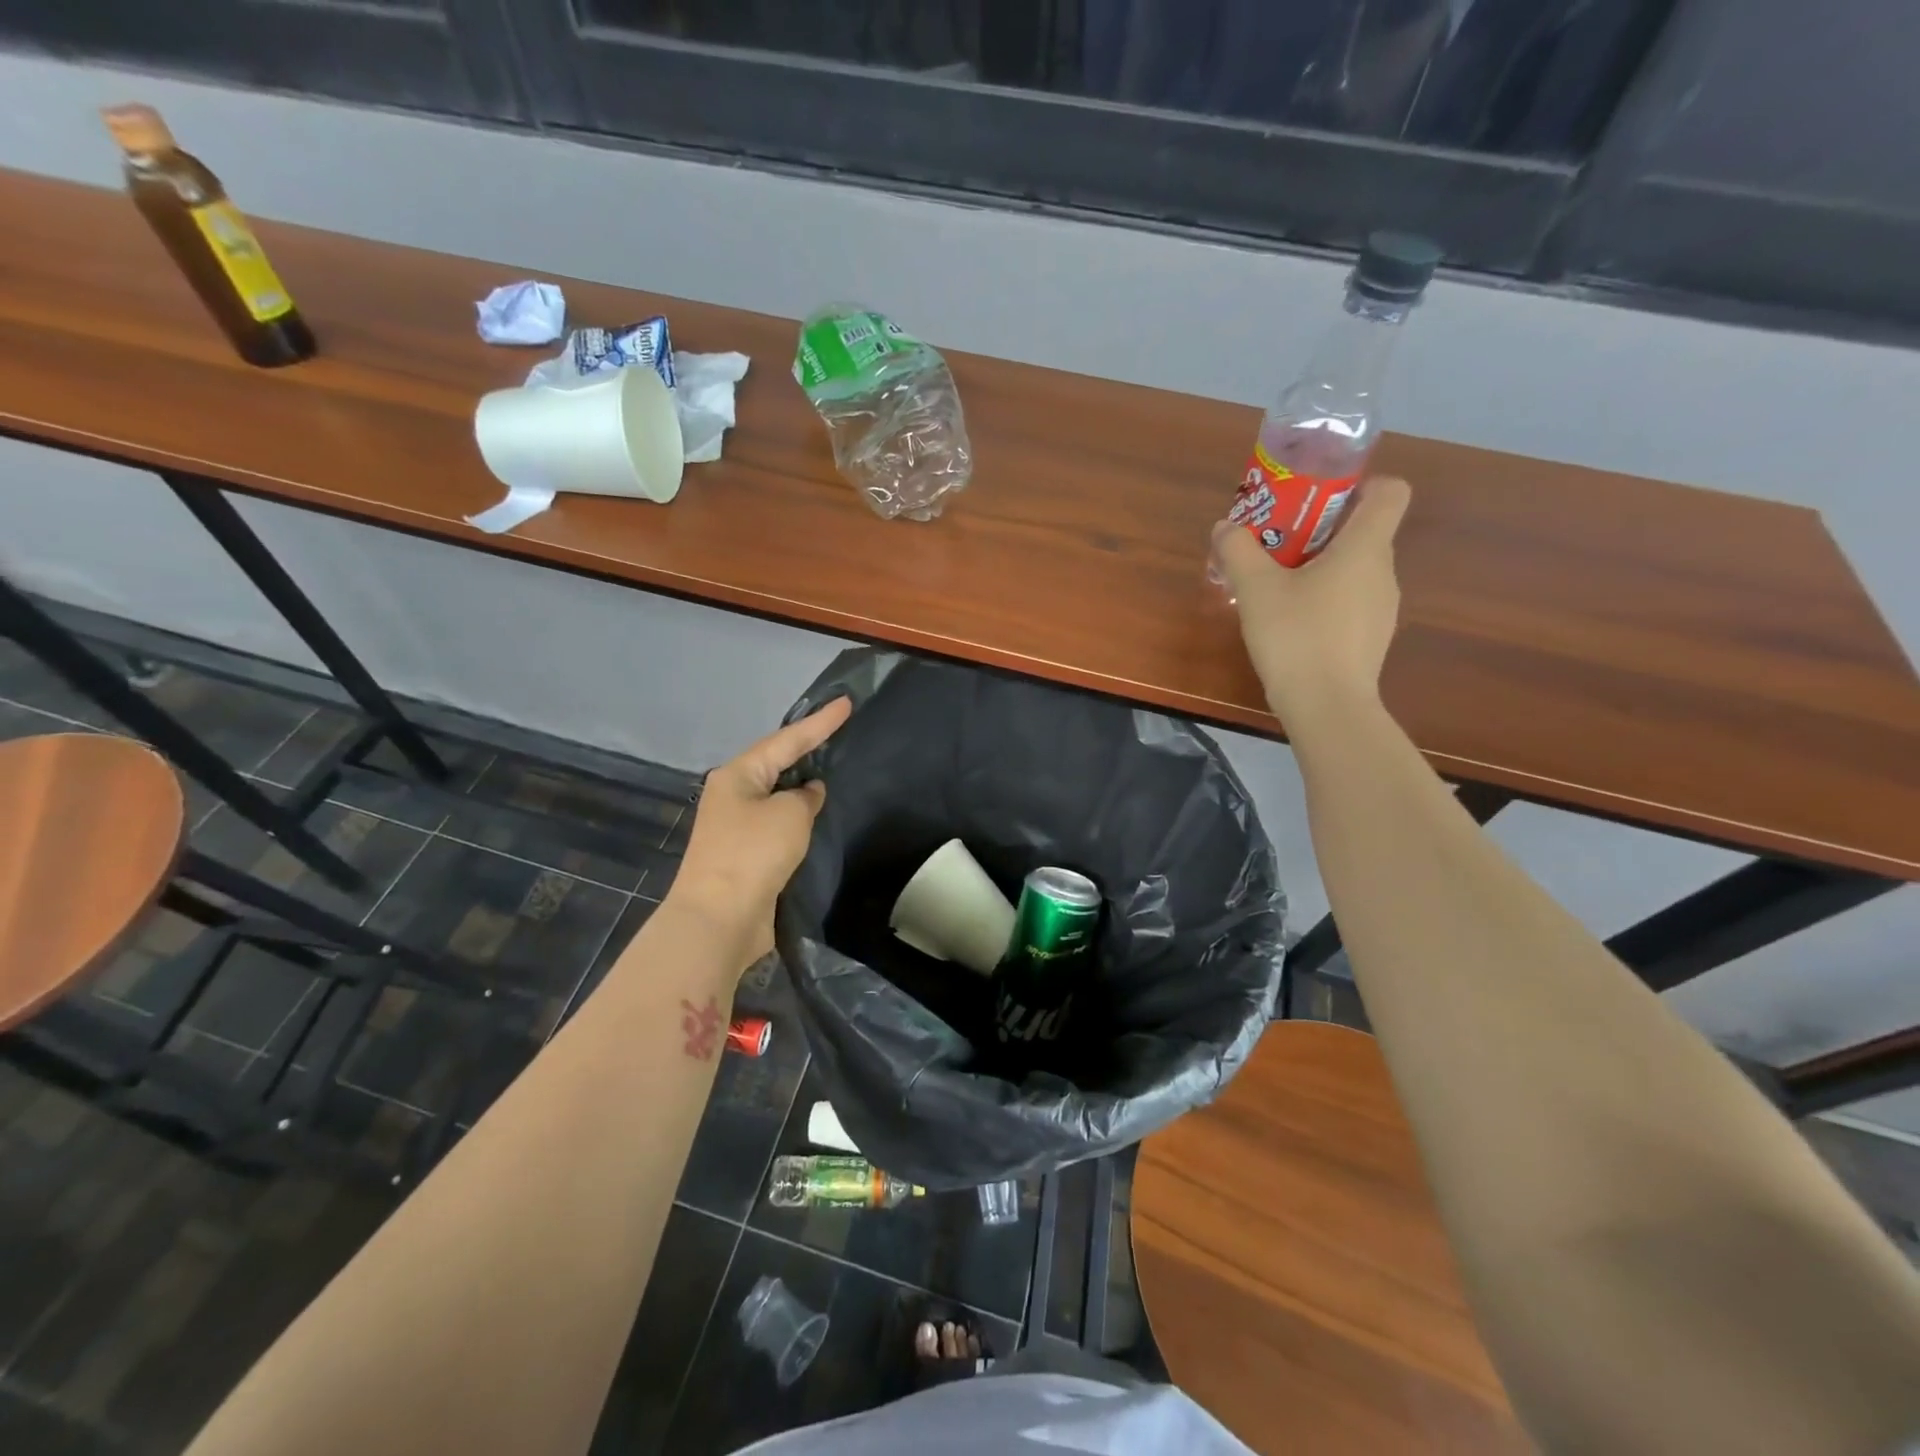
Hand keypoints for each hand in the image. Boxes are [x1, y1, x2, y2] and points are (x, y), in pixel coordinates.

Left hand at [668, 697, 853, 967]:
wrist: (719, 919)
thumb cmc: (753, 854)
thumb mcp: (789, 815)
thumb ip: (805, 796)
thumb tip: (807, 794)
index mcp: (738, 775)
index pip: (787, 740)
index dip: (820, 722)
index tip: (846, 703)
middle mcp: (734, 795)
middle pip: (777, 763)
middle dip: (807, 749)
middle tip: (839, 731)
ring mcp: (737, 826)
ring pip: (778, 795)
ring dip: (803, 786)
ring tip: (834, 768)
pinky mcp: (746, 855)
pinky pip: (778, 823)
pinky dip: (799, 816)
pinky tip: (819, 814)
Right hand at [1214, 475, 1410, 726]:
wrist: (1327, 707)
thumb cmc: (1297, 636)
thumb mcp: (1255, 589)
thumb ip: (1238, 550)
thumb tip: (1225, 526)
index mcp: (1365, 547)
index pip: (1390, 491)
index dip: (1362, 484)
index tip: (1319, 498)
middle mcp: (1383, 571)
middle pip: (1363, 531)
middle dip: (1321, 530)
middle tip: (1276, 543)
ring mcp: (1381, 608)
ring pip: (1354, 570)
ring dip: (1320, 567)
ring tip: (1277, 586)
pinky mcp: (1370, 639)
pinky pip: (1350, 602)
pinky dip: (1325, 600)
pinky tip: (1291, 623)